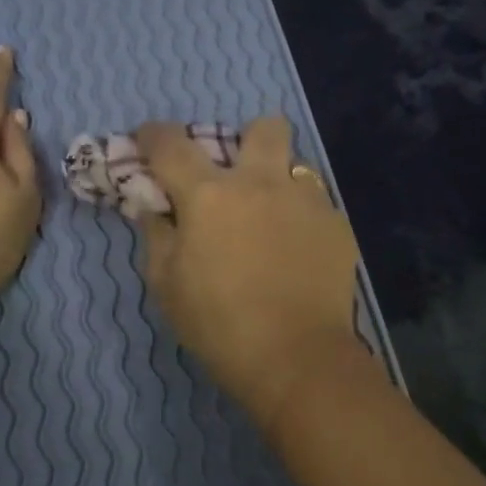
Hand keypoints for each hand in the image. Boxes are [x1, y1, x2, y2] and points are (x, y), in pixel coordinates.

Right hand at [134, 117, 359, 424]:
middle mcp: (262, 183)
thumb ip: (157, 235)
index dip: (152, 135)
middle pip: (264, 127)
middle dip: (247, 139)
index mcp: (210, 194)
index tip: (147, 141)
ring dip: (279, 181)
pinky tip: (297, 253)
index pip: (171, 145)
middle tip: (238, 176)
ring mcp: (307, 201)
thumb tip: (156, 208)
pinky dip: (301, 218)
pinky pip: (317, 204)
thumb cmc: (219, 325)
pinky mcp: (338, 226)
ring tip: (272, 220)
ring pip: (297, 164)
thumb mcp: (166, 285)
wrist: (296, 358)